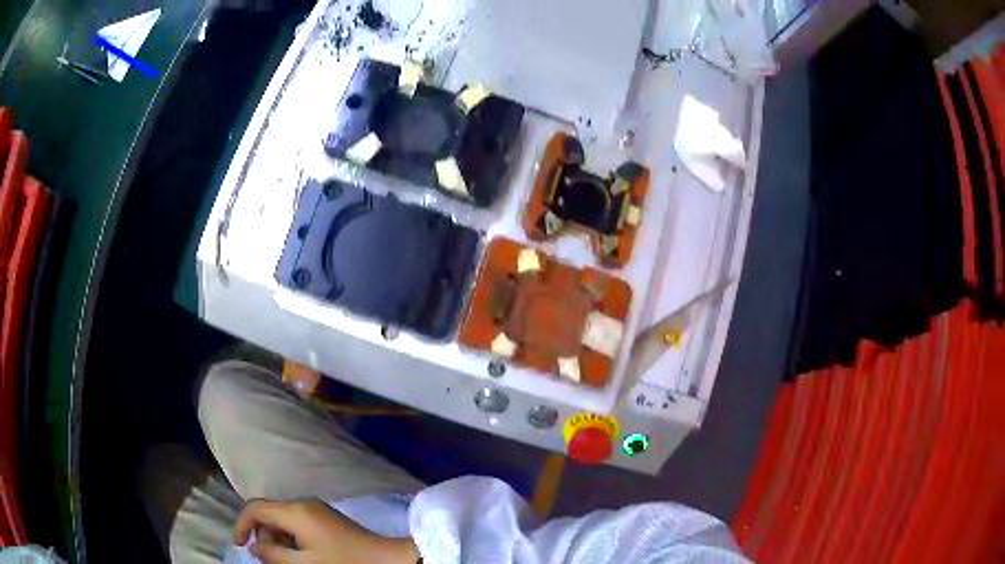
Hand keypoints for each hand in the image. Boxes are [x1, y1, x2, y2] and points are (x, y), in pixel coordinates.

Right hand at [233, 499, 419, 563]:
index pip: (255, 508)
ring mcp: (317, 510)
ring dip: (278, 540)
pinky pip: (298, 525)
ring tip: (287, 561)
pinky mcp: (326, 519)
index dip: (241, 525)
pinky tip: (301, 556)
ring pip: (283, 520)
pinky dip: (292, 539)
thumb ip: (273, 554)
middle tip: (269, 560)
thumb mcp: (305, 563)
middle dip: (263, 536)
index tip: (238, 546)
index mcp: (295, 510)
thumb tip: (253, 546)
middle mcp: (303, 503)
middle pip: (269, 514)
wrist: (386, 559)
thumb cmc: (343, 562)